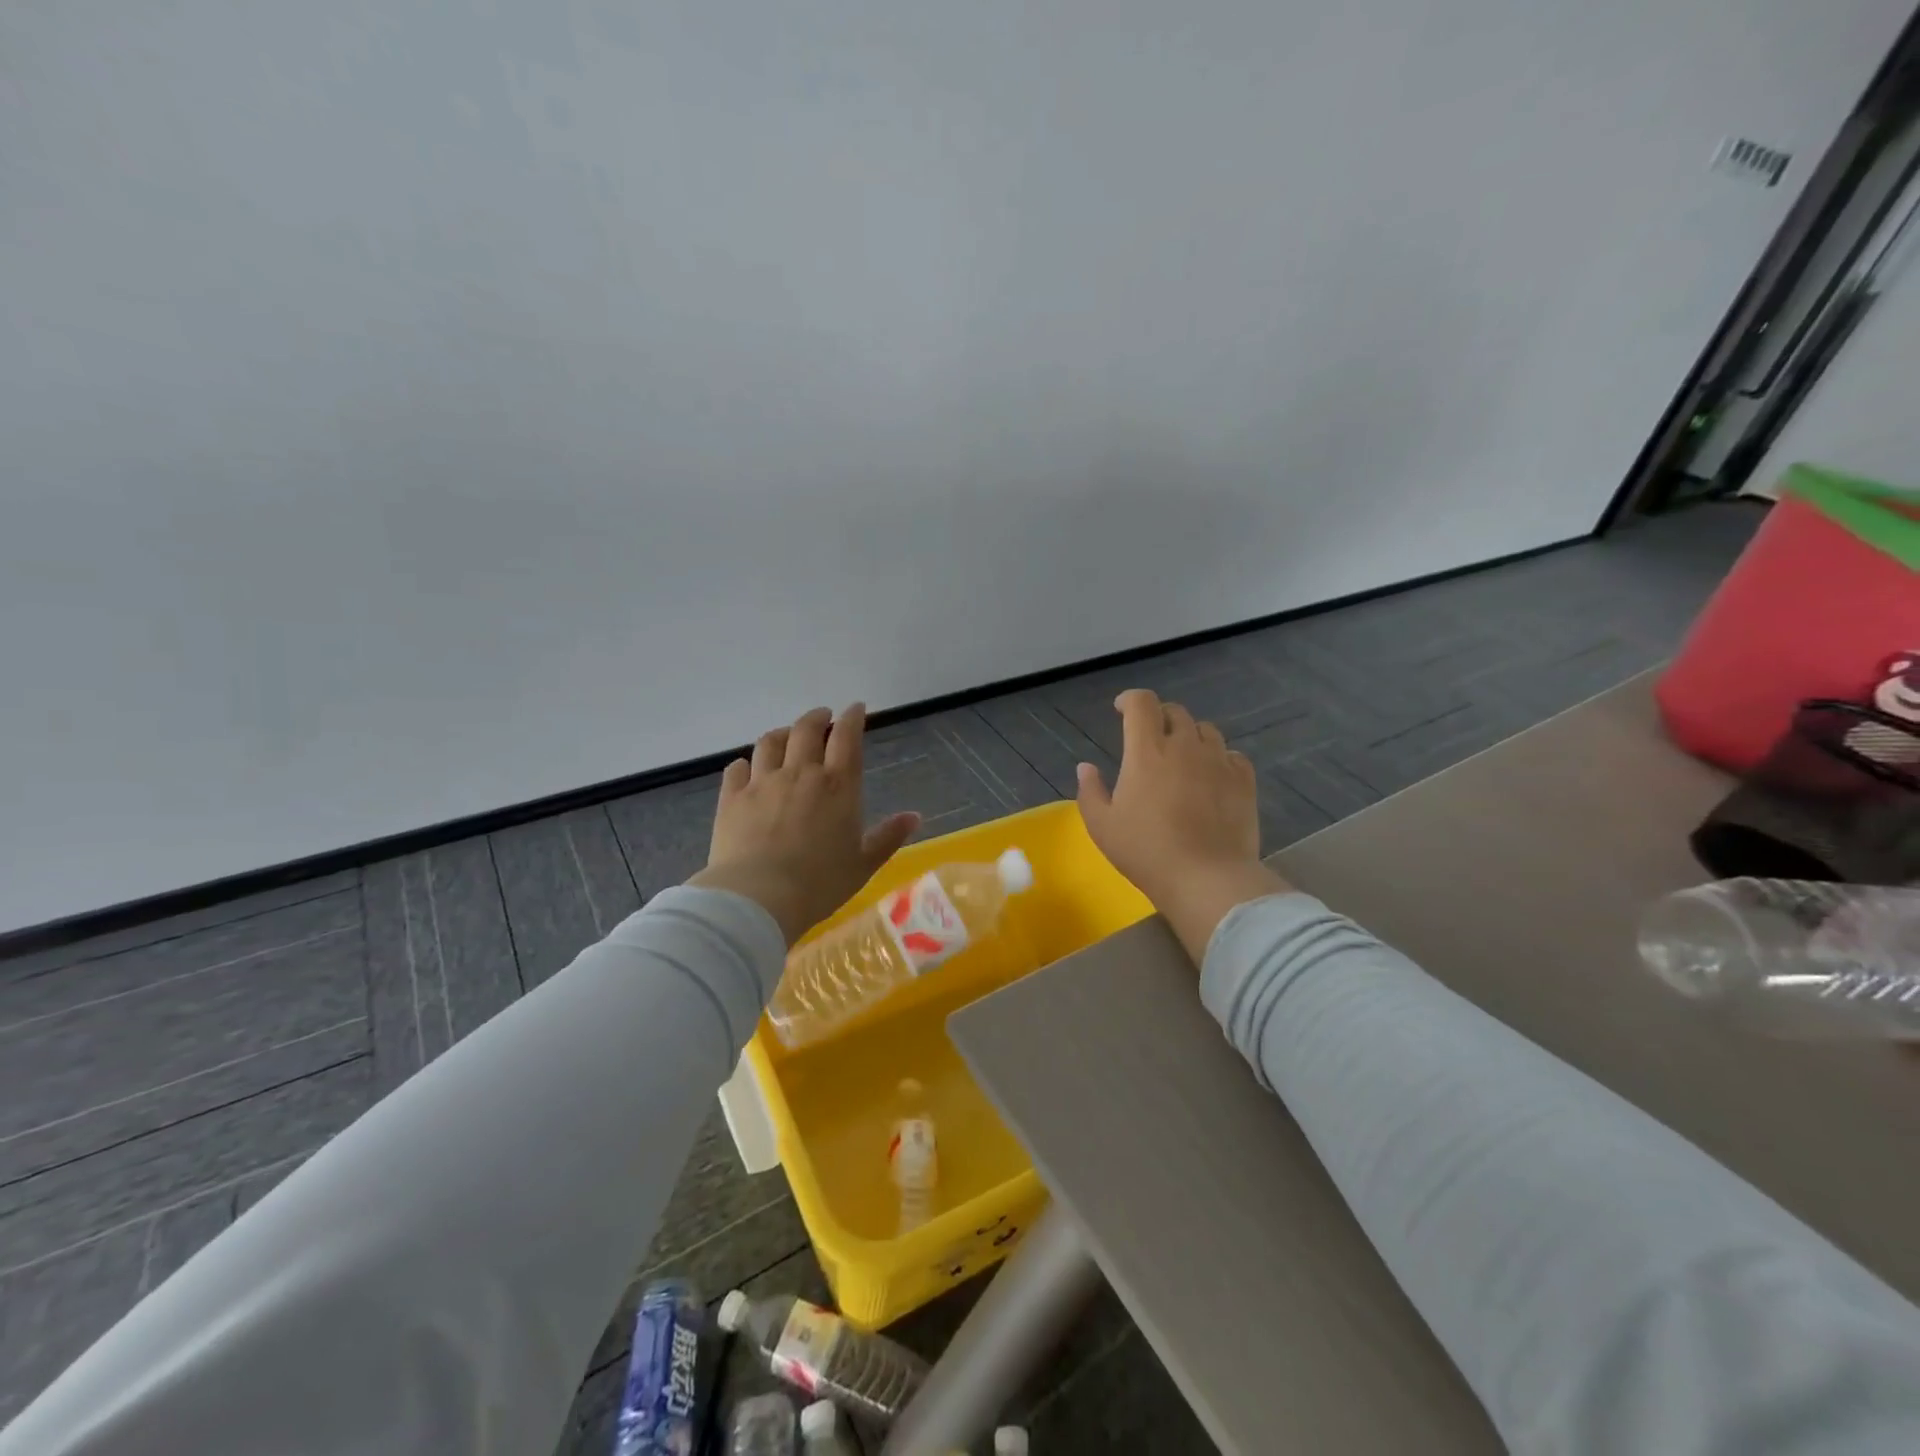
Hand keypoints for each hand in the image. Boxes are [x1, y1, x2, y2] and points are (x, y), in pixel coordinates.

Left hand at [687, 705, 919, 944]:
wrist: (759, 898)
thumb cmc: (820, 883)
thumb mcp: (864, 864)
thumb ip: (888, 836)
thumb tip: (914, 816)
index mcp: (838, 785)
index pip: (846, 736)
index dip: (852, 717)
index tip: (855, 708)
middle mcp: (801, 773)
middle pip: (806, 729)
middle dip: (817, 717)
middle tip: (822, 717)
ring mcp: (762, 782)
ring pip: (770, 742)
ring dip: (782, 733)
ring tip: (787, 735)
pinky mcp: (732, 798)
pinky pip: (737, 768)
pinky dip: (746, 763)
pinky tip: (748, 768)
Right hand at [1076, 689, 1289, 960]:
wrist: (1206, 878)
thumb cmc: (1146, 851)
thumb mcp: (1102, 826)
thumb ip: (1090, 791)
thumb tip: (1086, 767)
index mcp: (1146, 751)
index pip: (1142, 703)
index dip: (1130, 699)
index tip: (1121, 710)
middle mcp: (1185, 746)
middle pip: (1175, 712)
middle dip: (1159, 717)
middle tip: (1150, 738)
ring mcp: (1218, 761)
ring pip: (1205, 730)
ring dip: (1190, 735)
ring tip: (1183, 757)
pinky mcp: (1244, 780)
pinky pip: (1232, 754)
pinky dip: (1219, 757)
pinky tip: (1212, 775)